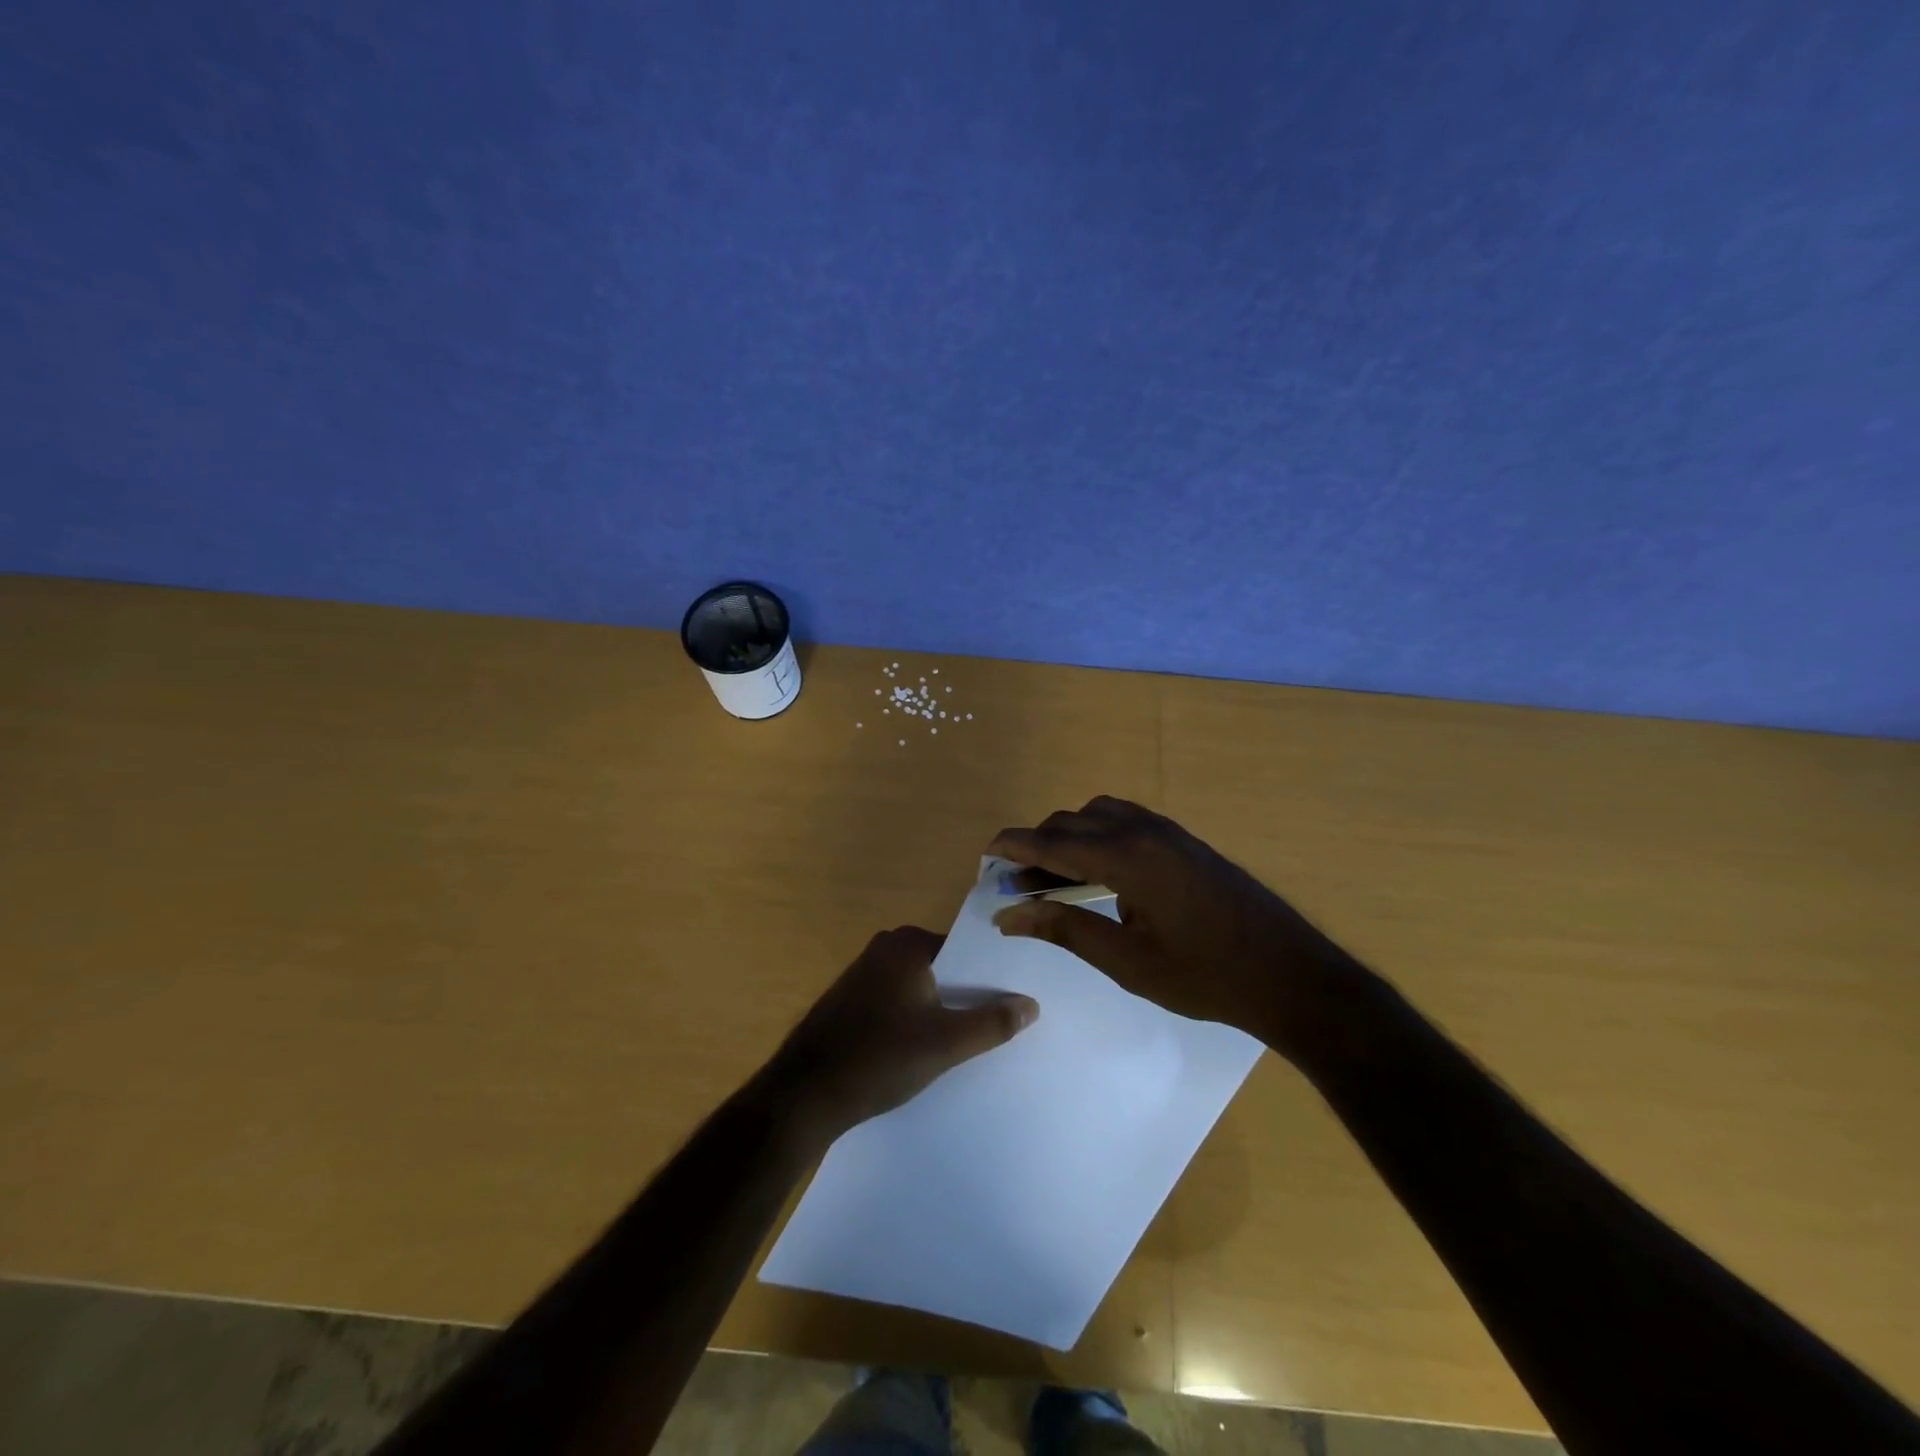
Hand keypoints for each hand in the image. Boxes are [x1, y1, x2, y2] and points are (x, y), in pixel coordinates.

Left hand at [763, 927, 1038, 1149]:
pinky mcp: (851, 1001)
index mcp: (907, 943)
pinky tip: (927, 1050)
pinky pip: (898, 1002)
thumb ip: (992, 1023)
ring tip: (972, 1041)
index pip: (966, 951)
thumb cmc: (879, 1057)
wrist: (805, 1094)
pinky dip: (916, 1019)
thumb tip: (1031, 1004)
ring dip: (942, 1010)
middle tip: (1003, 1025)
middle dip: (969, 994)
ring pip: (920, 988)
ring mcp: (864, 974)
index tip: (1017, 1001)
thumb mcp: (945, 1043)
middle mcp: (884, 947)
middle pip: (944, 968)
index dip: (992, 977)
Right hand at [988, 797, 1364, 1055]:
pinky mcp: (1185, 841)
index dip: (1015, 845)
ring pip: (1100, 814)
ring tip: (1054, 876)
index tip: (985, 853)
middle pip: (1073, 821)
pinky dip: (1098, 834)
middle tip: (1016, 882)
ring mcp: (1169, 831)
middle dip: (1038, 844)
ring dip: (1069, 835)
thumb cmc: (1205, 976)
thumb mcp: (1127, 962)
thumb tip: (1011, 915)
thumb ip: (1066, 929)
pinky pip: (1126, 820)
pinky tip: (1099, 870)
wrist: (1291, 975)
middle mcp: (1145, 830)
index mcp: (1128, 856)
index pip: (1054, 841)